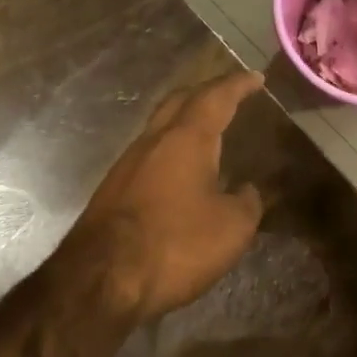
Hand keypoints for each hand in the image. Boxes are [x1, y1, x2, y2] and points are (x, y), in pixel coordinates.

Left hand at [67, 69, 266, 320]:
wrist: (101, 278)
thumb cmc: (174, 245)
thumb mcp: (230, 229)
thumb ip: (247, 203)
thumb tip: (248, 190)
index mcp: (186, 139)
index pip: (216, 98)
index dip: (238, 85)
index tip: (256, 77)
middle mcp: (152, 141)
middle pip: (179, 101)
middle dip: (206, 92)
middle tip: (229, 94)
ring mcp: (127, 163)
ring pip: (159, 126)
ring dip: (184, 120)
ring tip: (207, 129)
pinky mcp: (112, 188)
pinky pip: (148, 153)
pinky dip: (170, 148)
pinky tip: (179, 169)